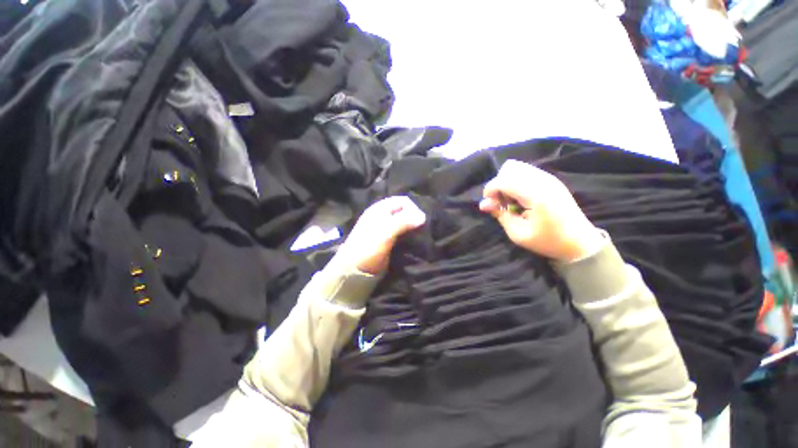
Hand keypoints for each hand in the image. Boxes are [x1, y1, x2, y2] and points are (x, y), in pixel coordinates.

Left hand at [330, 196, 426, 274]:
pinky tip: (415, 242)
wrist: (355, 269)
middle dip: (414, 218)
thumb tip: (423, 216)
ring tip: (420, 236)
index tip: (420, 222)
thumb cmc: (368, 247)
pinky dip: (410, 236)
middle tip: (422, 229)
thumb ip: (403, 222)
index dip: (413, 209)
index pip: (403, 201)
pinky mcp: (389, 240)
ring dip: (413, 228)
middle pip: (405, 211)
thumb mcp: (385, 232)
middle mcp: (384, 216)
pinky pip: (403, 233)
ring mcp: (386, 228)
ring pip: (405, 223)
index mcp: (380, 209)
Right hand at [479, 160, 604, 261]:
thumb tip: (484, 204)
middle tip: (500, 203)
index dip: (490, 190)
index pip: (504, 180)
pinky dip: (516, 182)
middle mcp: (543, 181)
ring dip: (507, 182)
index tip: (488, 204)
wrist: (580, 243)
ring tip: (509, 201)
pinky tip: (519, 198)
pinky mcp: (551, 180)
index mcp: (537, 195)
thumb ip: (500, 215)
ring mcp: (549, 178)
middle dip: (498, 184)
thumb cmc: (548, 241)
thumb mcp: (518, 234)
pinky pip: (526, 172)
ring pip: (518, 168)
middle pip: (510, 169)